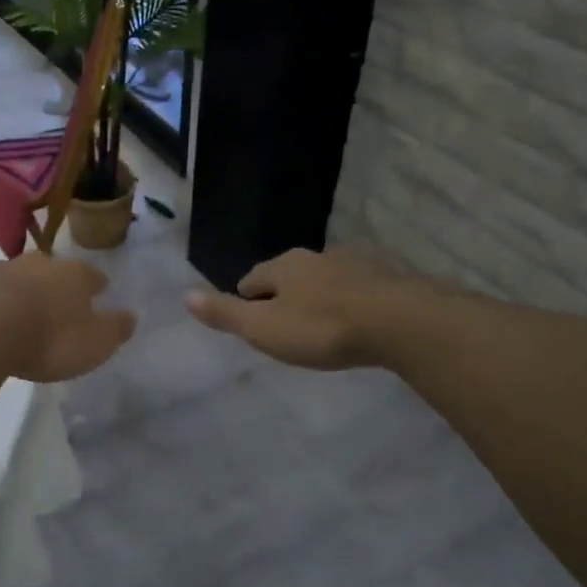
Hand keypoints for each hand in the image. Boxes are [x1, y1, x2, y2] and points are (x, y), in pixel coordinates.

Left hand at [0, 253, 135, 383]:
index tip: (100, 291)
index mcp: (71, 274)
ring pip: (11, 278)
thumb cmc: (48, 338)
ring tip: (16, 314)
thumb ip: (114, 329)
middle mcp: (33, 264)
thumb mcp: (94, 343)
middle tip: (55, 302)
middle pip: (49, 270)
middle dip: (53, 284)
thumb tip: (131, 316)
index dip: (96, 285)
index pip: (91, 275)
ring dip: (16, 292)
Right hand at [187, 247, 413, 369]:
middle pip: (289, 276)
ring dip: (317, 298)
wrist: (400, 322)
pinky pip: (356, 290)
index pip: (252, 278)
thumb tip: (185, 295)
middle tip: (282, 325)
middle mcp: (316, 257)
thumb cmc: (323, 328)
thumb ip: (226, 314)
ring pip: (324, 280)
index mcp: (283, 267)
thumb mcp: (264, 328)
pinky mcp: (385, 279)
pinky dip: (348, 303)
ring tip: (318, 325)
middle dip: (283, 296)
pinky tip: (354, 322)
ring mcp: (354, 264)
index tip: (249, 320)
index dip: (246, 298)